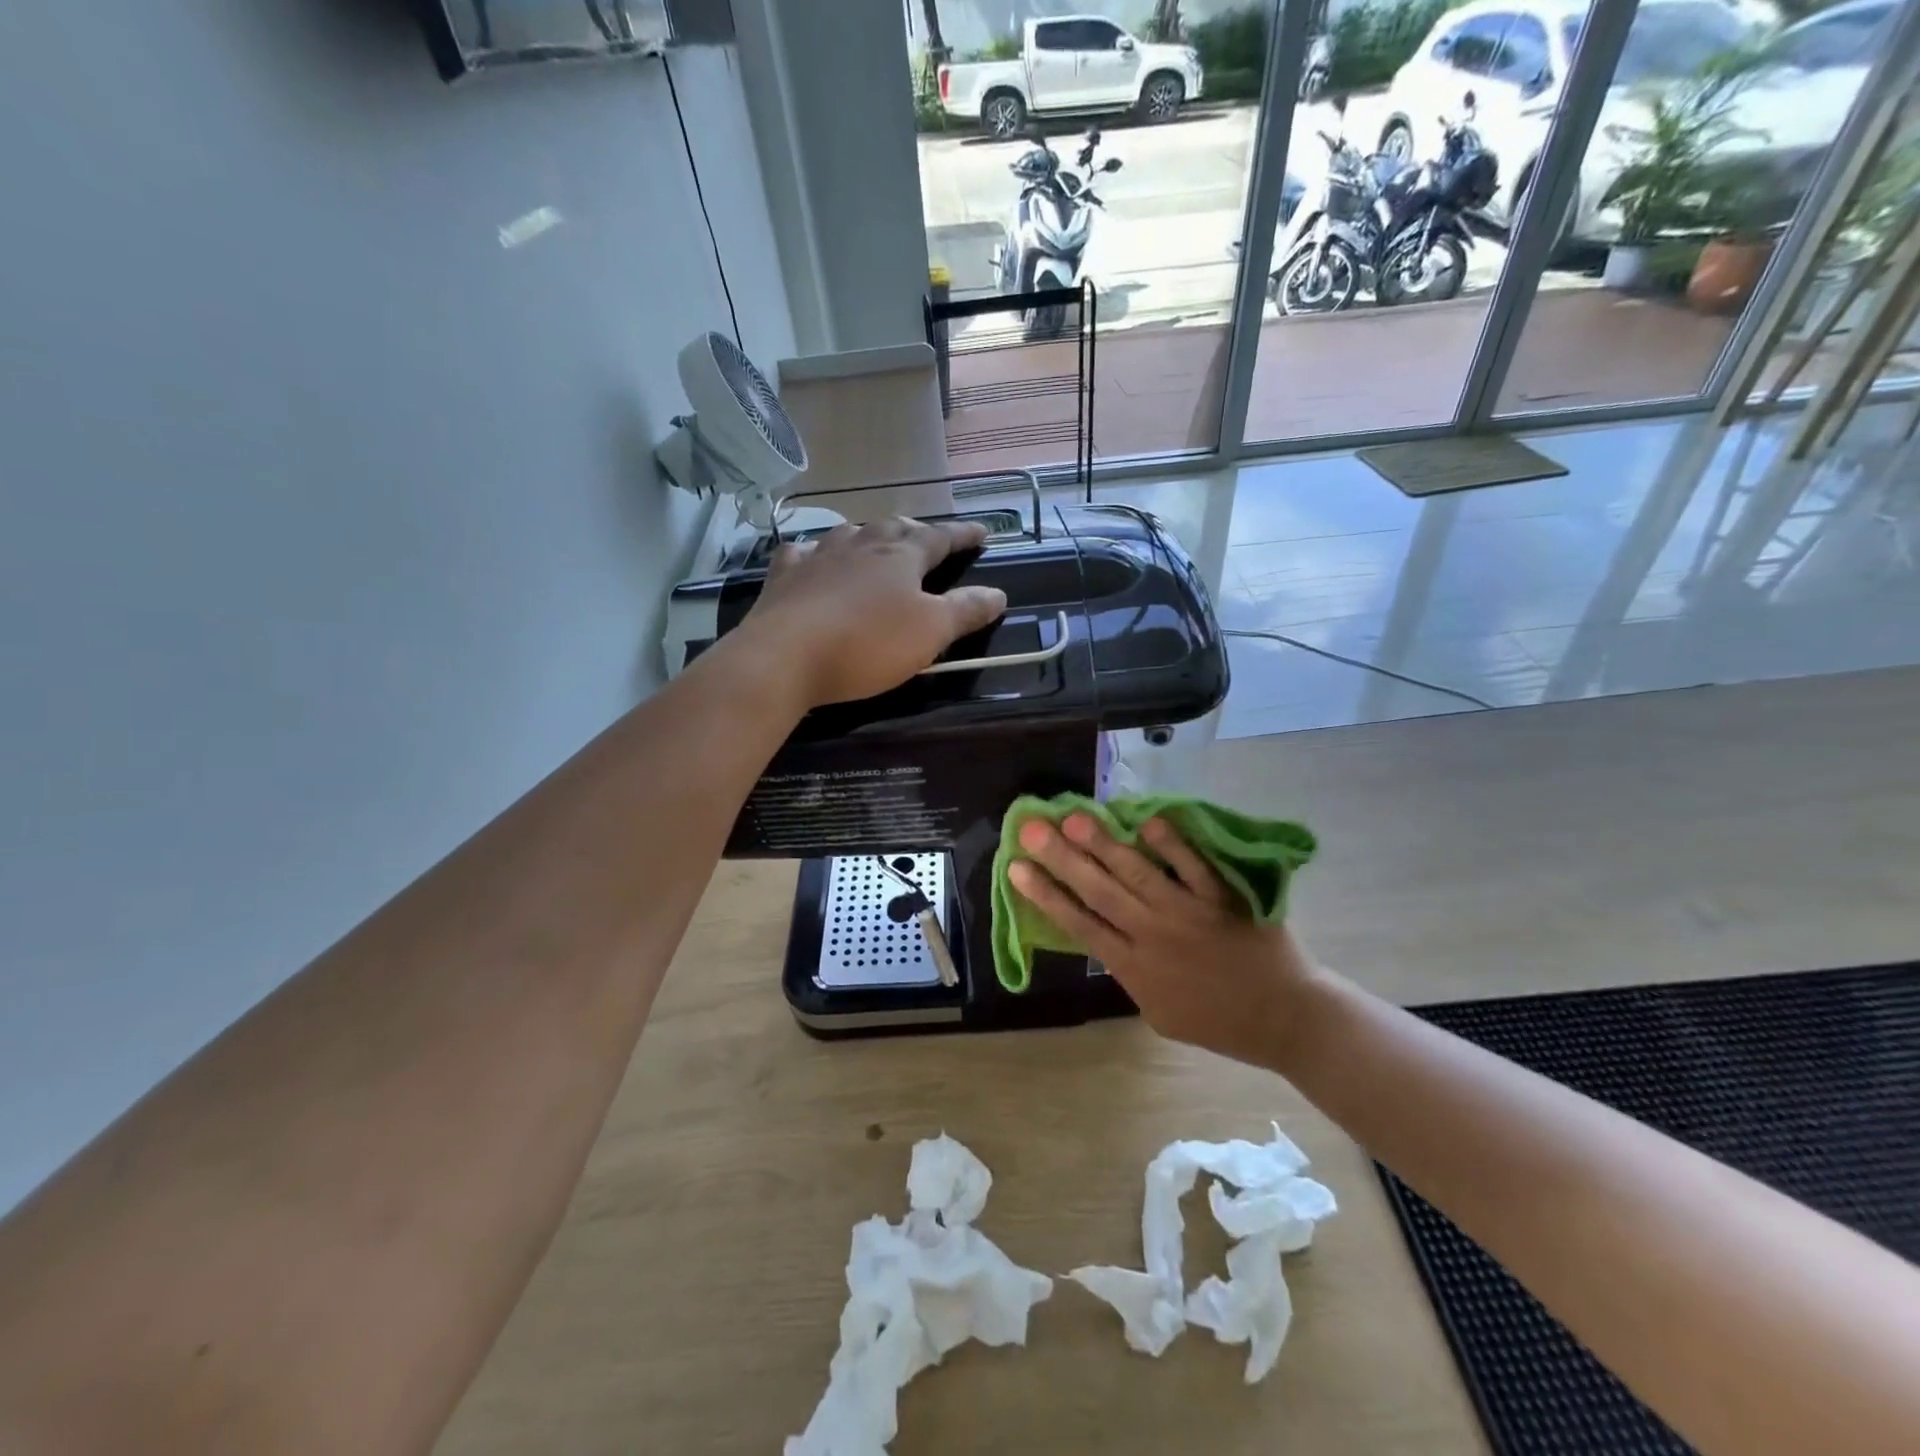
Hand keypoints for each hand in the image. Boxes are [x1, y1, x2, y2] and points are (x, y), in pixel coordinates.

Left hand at [734, 518, 1008, 709]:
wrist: (786, 656)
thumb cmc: (868, 644)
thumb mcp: (930, 632)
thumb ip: (966, 610)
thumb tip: (998, 593)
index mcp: (900, 556)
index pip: (940, 537)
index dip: (962, 535)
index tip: (981, 532)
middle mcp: (860, 545)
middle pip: (894, 528)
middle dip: (916, 531)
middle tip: (928, 537)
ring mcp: (818, 557)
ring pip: (849, 533)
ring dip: (868, 535)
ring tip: (875, 541)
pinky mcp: (784, 577)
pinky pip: (801, 553)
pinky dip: (812, 552)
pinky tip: (809, 556)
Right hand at [1008, 813, 1319, 1069]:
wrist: (1285, 1019)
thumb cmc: (1220, 1022)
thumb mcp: (1160, 1014)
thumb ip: (1131, 976)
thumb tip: (1108, 941)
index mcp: (1134, 968)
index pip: (1079, 924)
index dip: (1046, 895)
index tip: (1017, 868)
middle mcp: (1153, 935)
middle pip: (1099, 891)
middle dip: (1061, 858)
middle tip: (1032, 828)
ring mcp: (1188, 913)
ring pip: (1137, 873)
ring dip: (1105, 844)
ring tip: (1076, 817)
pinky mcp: (1222, 899)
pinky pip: (1194, 867)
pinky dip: (1173, 844)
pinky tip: (1149, 821)